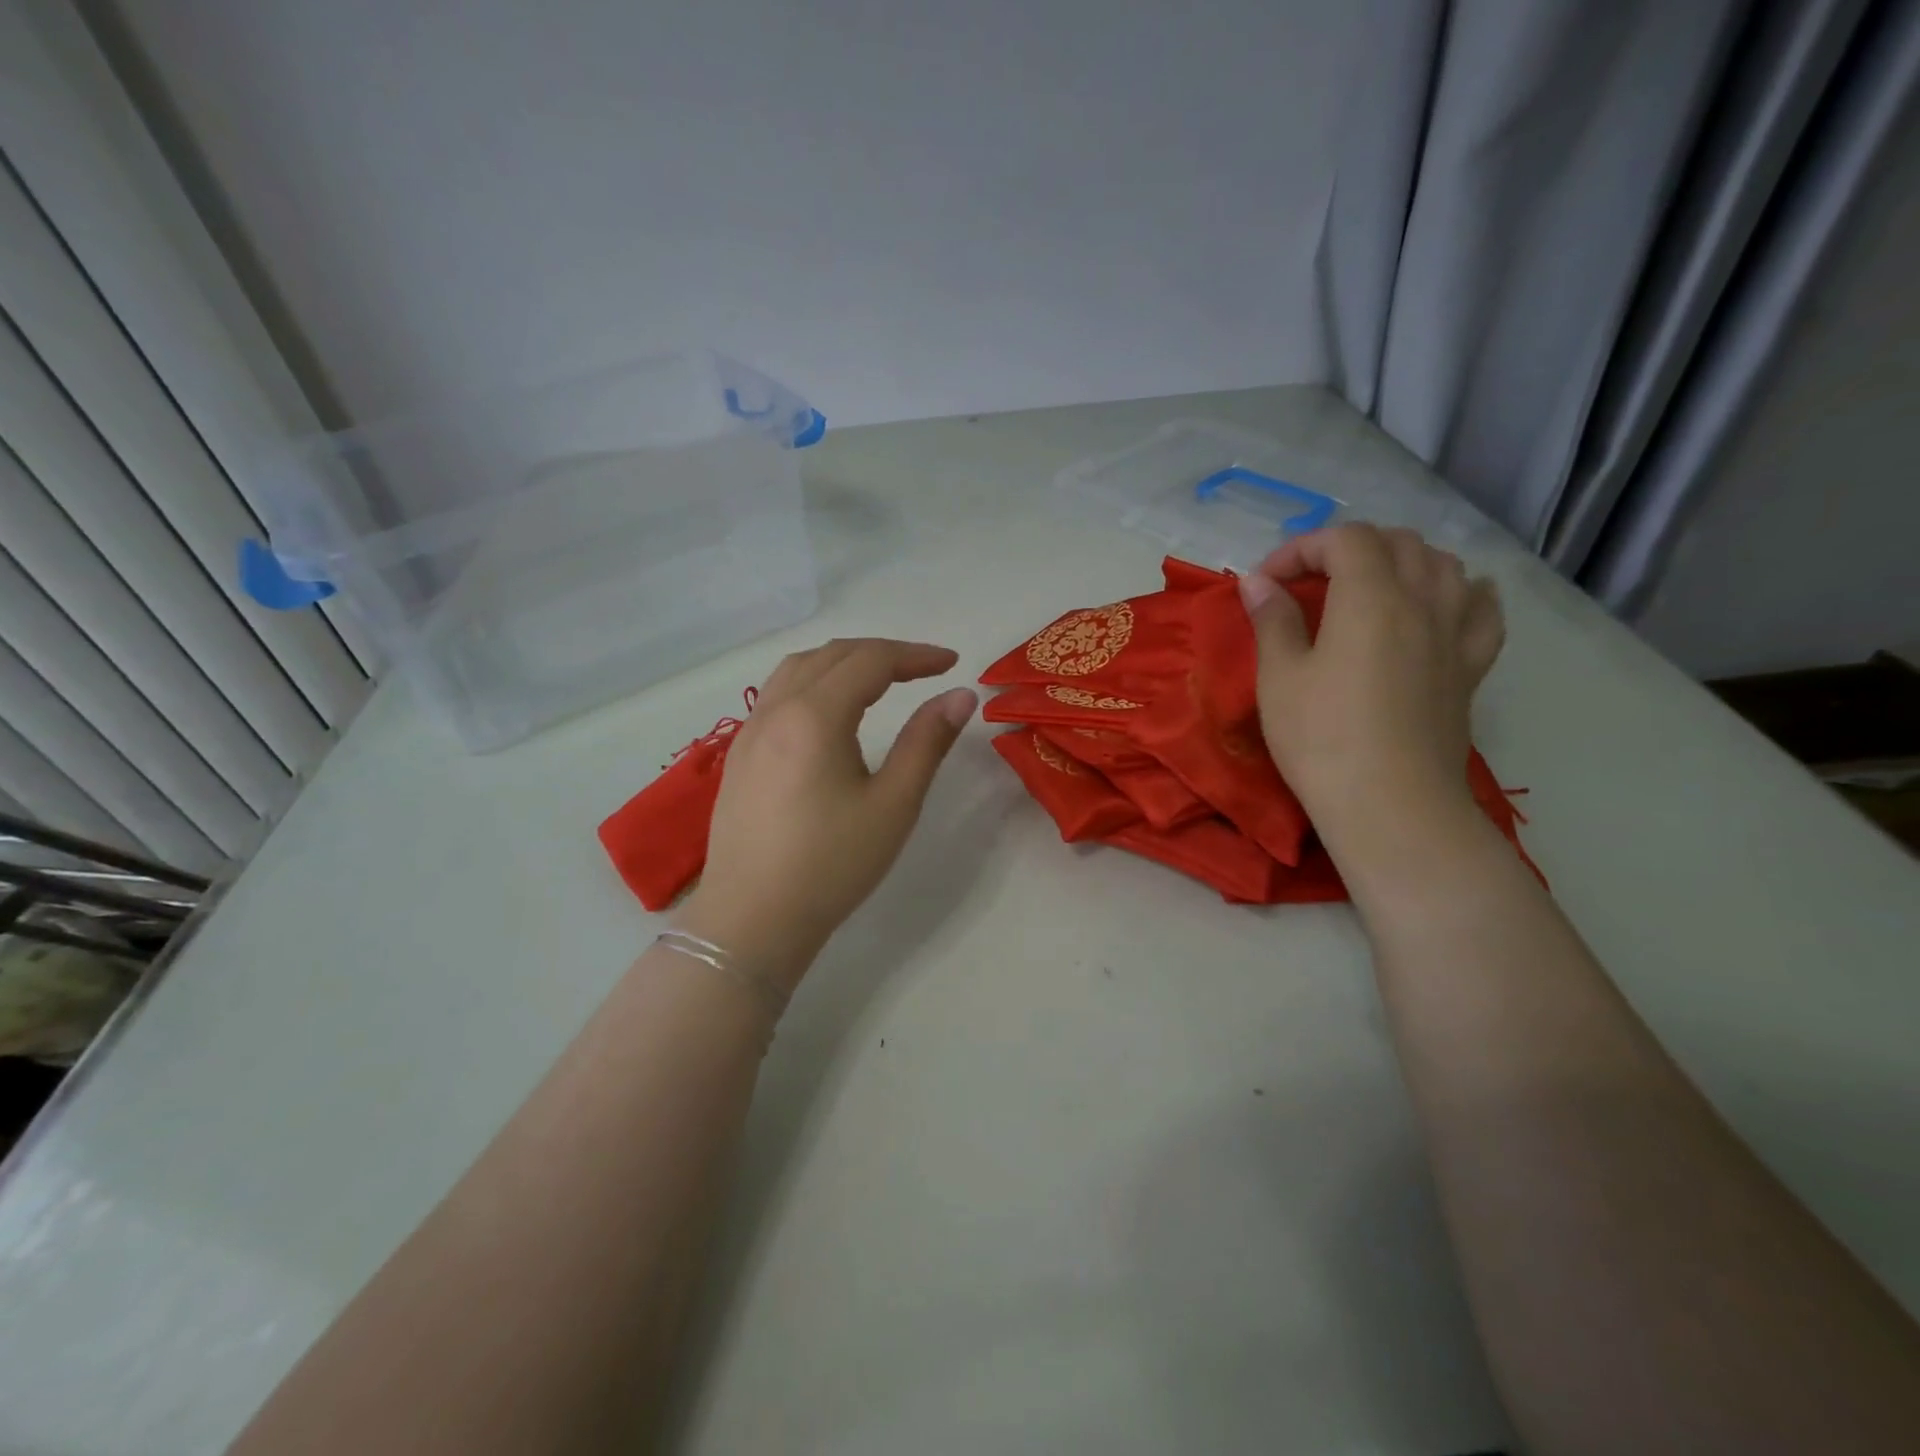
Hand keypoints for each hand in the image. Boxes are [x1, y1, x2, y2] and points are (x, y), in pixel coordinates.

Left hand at [680, 639, 976, 990]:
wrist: (753, 920)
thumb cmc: (832, 865)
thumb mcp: (893, 804)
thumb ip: (927, 742)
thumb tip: (960, 696)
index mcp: (815, 716)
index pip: (871, 661)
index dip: (916, 655)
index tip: (952, 664)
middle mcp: (776, 710)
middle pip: (832, 655)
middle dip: (882, 653)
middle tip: (924, 670)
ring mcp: (750, 732)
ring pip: (798, 669)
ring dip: (843, 661)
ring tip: (879, 680)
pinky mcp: (739, 756)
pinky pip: (777, 694)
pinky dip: (813, 682)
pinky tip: (829, 712)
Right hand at [1238, 524, 1504, 847]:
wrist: (1391, 804)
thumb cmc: (1322, 739)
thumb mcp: (1280, 678)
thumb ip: (1273, 620)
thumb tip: (1257, 583)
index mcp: (1371, 598)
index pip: (1344, 539)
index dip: (1300, 548)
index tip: (1265, 584)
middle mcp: (1423, 601)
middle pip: (1397, 543)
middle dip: (1347, 549)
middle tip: (1308, 583)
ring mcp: (1456, 633)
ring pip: (1444, 565)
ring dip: (1401, 561)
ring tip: (1368, 587)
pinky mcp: (1471, 667)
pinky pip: (1481, 608)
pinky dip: (1459, 592)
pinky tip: (1442, 604)